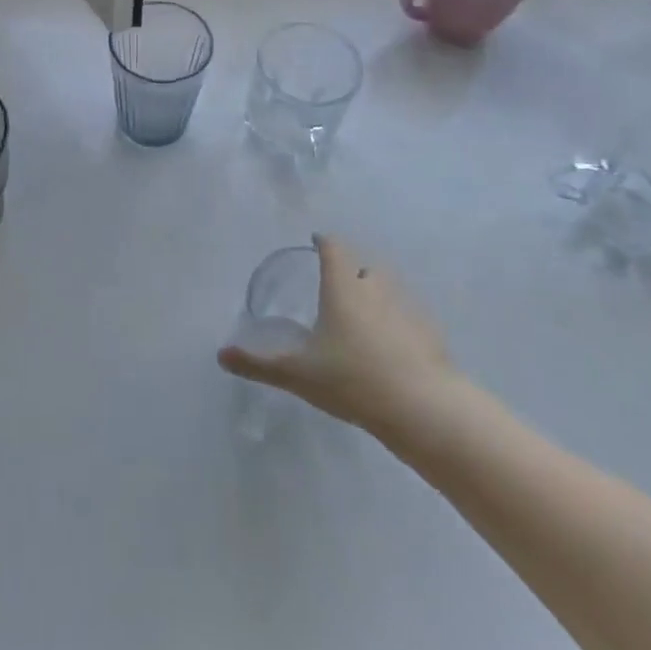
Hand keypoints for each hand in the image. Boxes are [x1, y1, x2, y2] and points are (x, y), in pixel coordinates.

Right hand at [219, 234, 464, 446]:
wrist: (423, 407)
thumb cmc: (352, 379)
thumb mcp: (299, 374)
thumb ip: (259, 364)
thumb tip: (221, 355)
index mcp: (342, 287)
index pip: (333, 249)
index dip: (324, 242)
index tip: (317, 242)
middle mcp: (375, 288)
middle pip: (363, 267)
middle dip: (350, 272)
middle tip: (335, 288)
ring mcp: (407, 308)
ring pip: (388, 289)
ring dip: (375, 295)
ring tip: (363, 317)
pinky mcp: (430, 333)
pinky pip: (408, 316)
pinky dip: (398, 322)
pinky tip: (392, 346)